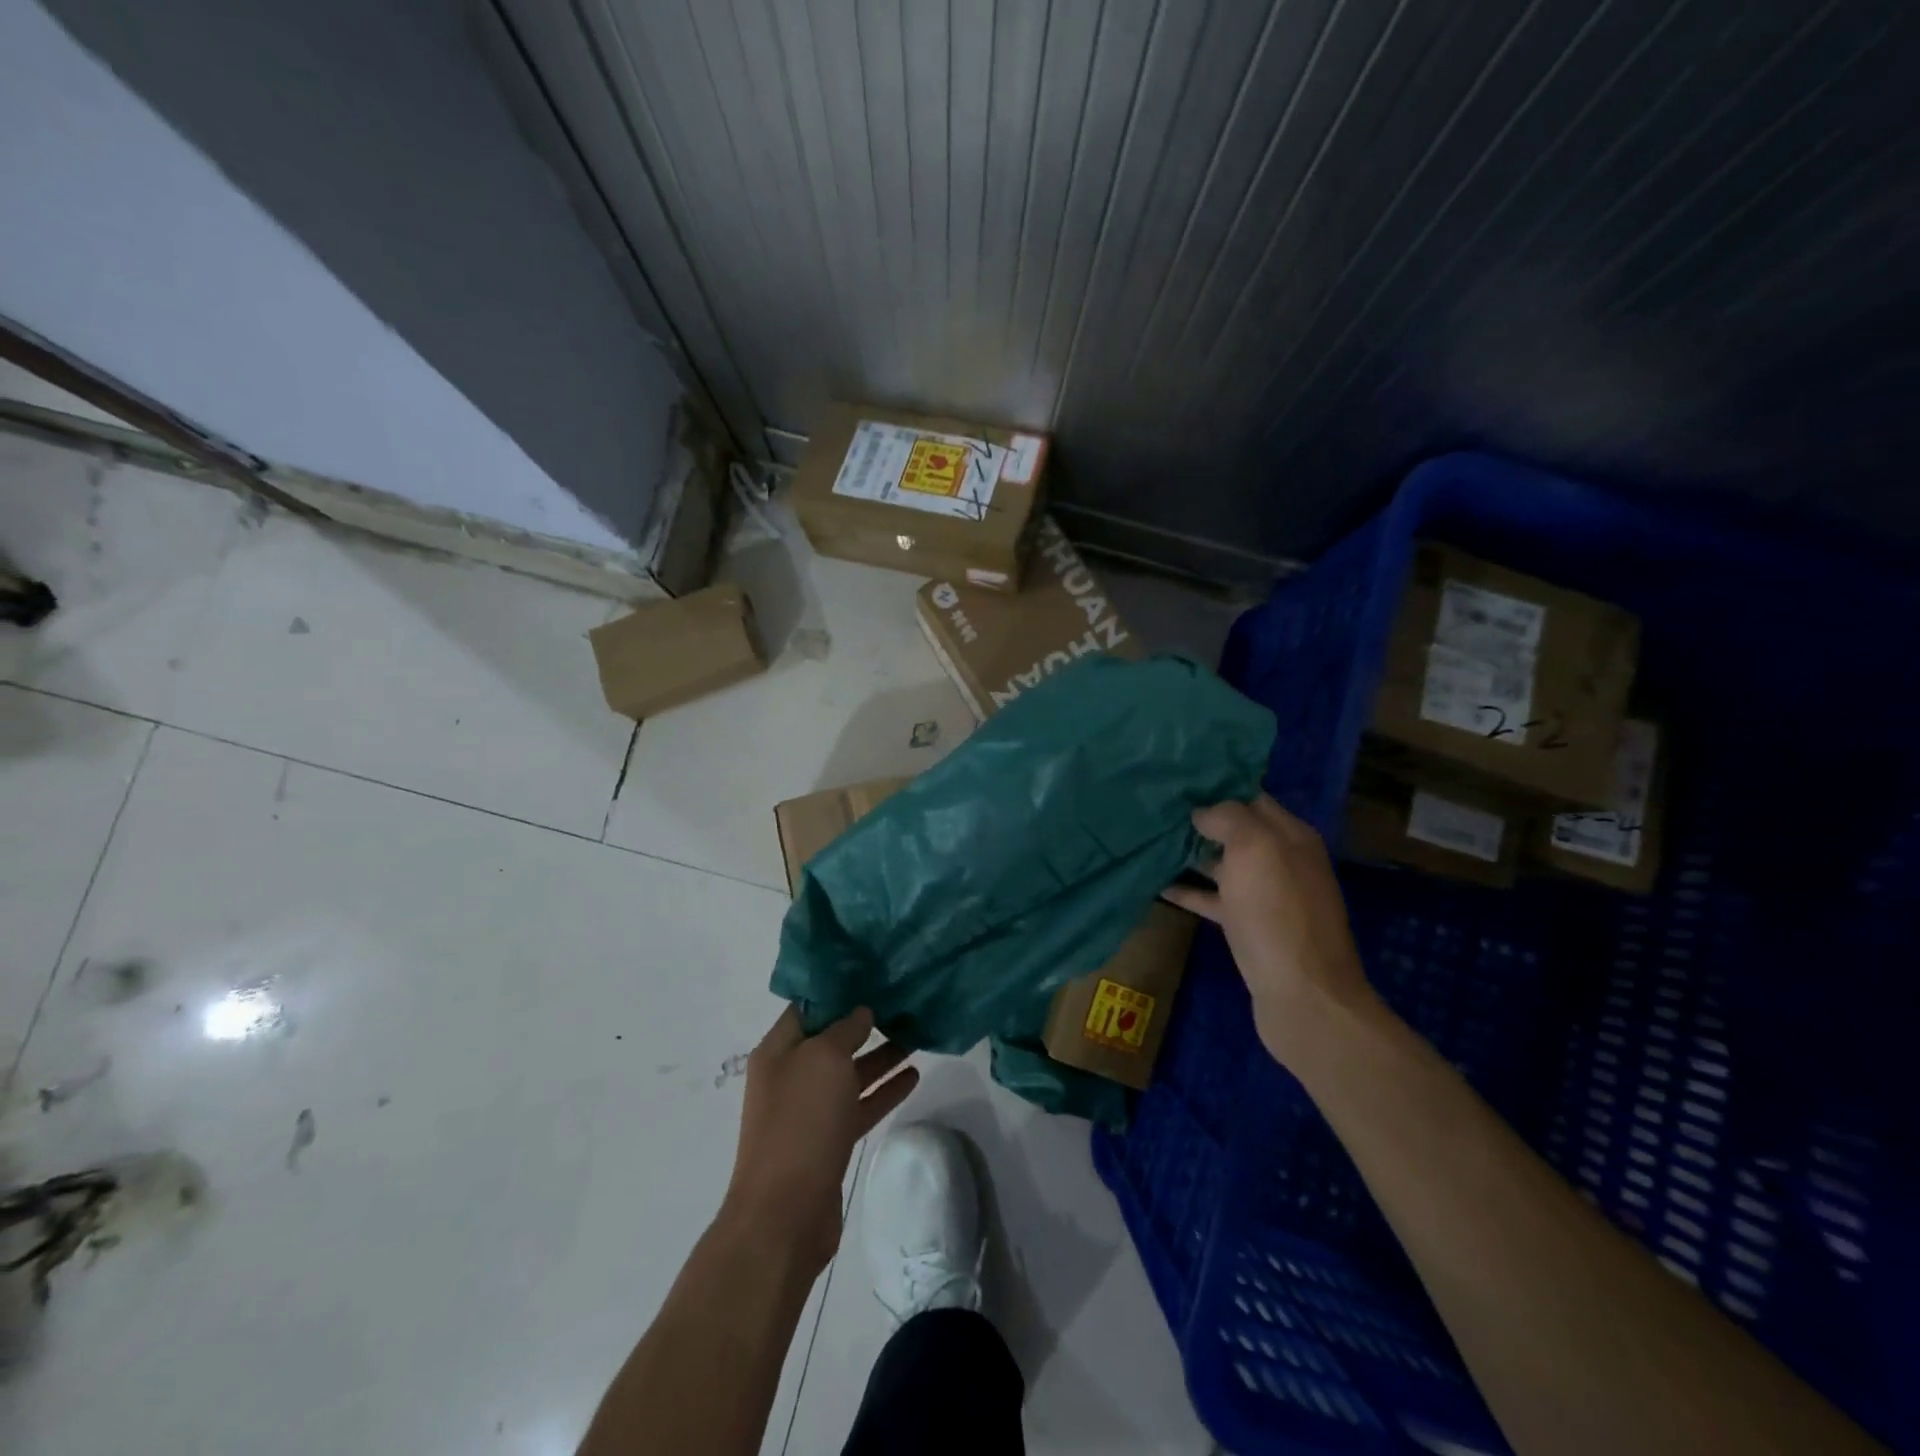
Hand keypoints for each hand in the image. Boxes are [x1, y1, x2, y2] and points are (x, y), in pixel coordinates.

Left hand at [721, 1005, 918, 1277]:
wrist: (785, 1214)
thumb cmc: (801, 1122)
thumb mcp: (824, 1059)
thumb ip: (844, 1029)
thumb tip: (861, 1012)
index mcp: (779, 1050)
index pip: (809, 1007)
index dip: (839, 990)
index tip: (874, 975)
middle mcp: (791, 1075)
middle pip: (832, 1039)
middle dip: (865, 1022)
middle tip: (903, 1001)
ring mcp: (810, 1110)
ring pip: (849, 1073)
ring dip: (880, 1055)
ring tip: (917, 1034)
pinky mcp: (829, 1140)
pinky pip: (860, 1104)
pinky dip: (884, 1090)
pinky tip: (914, 1075)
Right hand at [1164, 795, 1376, 1066]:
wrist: (1302, 996)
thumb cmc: (1278, 913)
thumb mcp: (1256, 849)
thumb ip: (1229, 818)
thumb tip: (1202, 811)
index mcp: (1290, 836)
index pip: (1250, 796)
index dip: (1215, 786)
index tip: (1175, 779)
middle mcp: (1281, 860)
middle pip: (1235, 830)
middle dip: (1198, 818)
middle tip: (1155, 807)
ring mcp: (1265, 896)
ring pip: (1222, 864)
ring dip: (1190, 853)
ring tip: (1149, 839)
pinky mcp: (1248, 926)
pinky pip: (1213, 899)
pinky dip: (1189, 891)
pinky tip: (1157, 884)